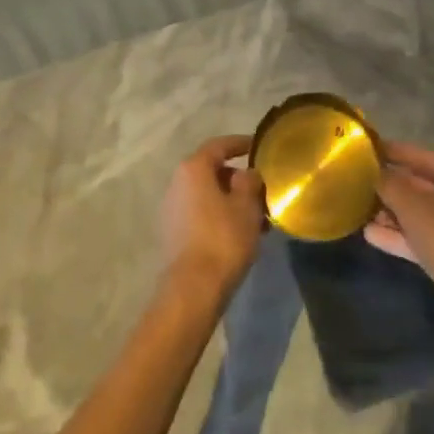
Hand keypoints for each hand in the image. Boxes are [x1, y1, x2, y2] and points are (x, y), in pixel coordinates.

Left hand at [159, 136, 265, 302]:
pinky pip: (201, 214)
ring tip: (257, 217)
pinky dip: (220, 216)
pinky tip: (240, 234)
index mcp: (193, 168)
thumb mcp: (247, 205)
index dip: (240, 143)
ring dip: (231, 201)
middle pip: (212, 171)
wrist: (192, 290)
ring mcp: (172, 209)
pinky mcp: (173, 233)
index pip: (219, 146)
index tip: (258, 147)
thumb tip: (246, 174)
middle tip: (261, 190)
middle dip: (238, 179)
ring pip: (208, 195)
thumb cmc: (223, 238)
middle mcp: (177, 183)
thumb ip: (250, 181)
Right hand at [364, 141, 433, 305]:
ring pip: (420, 214)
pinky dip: (399, 235)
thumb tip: (372, 171)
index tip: (367, 149)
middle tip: (359, 181)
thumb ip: (388, 183)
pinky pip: (422, 237)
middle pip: (420, 185)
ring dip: (391, 213)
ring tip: (360, 209)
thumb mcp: (410, 204)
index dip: (393, 152)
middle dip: (390, 186)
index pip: (420, 155)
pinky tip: (370, 235)